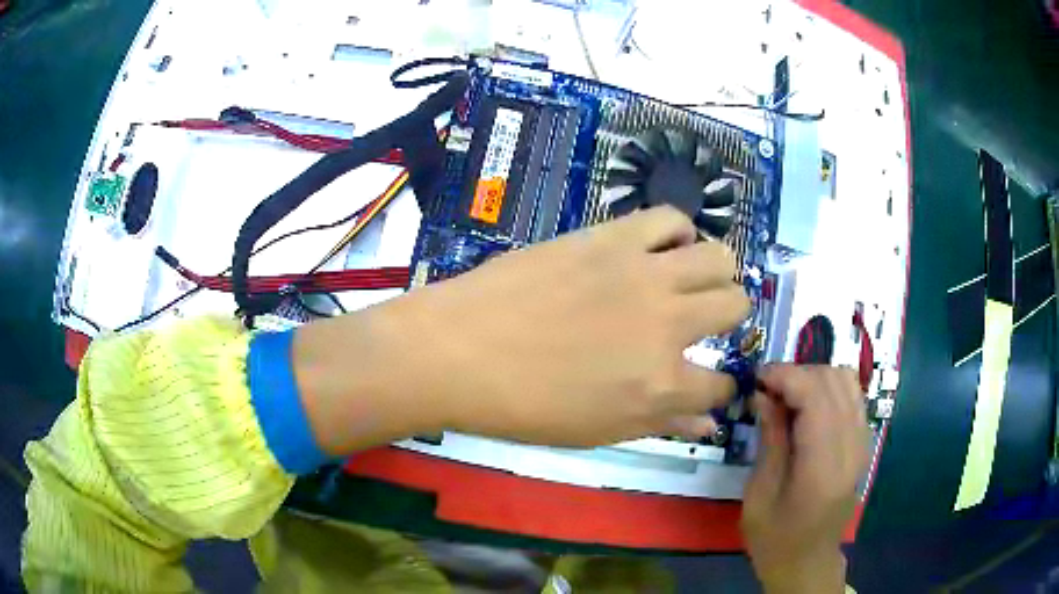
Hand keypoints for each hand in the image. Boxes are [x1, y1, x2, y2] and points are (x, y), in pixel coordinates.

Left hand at [294, 206, 749, 452]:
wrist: (460, 350)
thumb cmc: (523, 406)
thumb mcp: (600, 431)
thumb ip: (663, 424)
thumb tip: (709, 422)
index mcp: (662, 384)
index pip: (721, 385)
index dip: (720, 388)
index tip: (708, 383)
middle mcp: (668, 324)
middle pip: (735, 305)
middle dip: (730, 317)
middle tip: (703, 322)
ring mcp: (643, 273)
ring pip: (718, 255)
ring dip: (715, 271)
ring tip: (691, 279)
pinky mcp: (613, 236)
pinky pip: (669, 218)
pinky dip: (677, 232)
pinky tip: (661, 247)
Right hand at [742, 365, 869, 593]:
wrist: (808, 562)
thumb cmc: (775, 539)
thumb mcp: (759, 495)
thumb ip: (770, 441)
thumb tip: (764, 394)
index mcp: (822, 468)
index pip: (816, 397)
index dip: (786, 376)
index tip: (757, 378)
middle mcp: (851, 448)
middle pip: (833, 382)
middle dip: (797, 374)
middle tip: (767, 391)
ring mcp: (862, 444)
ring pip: (847, 382)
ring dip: (814, 378)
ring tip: (787, 397)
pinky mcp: (863, 444)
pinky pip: (853, 396)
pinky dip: (829, 389)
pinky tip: (808, 407)